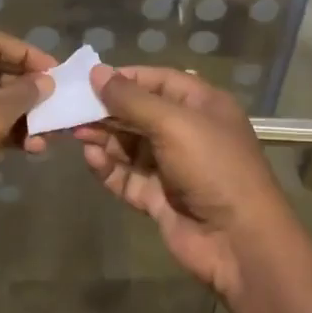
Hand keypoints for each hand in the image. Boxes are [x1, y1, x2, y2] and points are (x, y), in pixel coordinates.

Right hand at [74, 65, 295, 297]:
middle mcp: (189, 131)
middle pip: (141, 113)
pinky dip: (109, 168)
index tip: (90, 79)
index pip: (160, 81)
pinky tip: (90, 159)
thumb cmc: (213, 166)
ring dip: (105, 138)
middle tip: (72, 109)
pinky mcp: (160, 198)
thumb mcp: (174, 123)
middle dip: (109, 110)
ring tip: (76, 133)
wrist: (239, 240)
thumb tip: (98, 72)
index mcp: (203, 104)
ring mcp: (174, 167)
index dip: (126, 78)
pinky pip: (129, 177)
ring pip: (132, 146)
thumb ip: (133, 99)